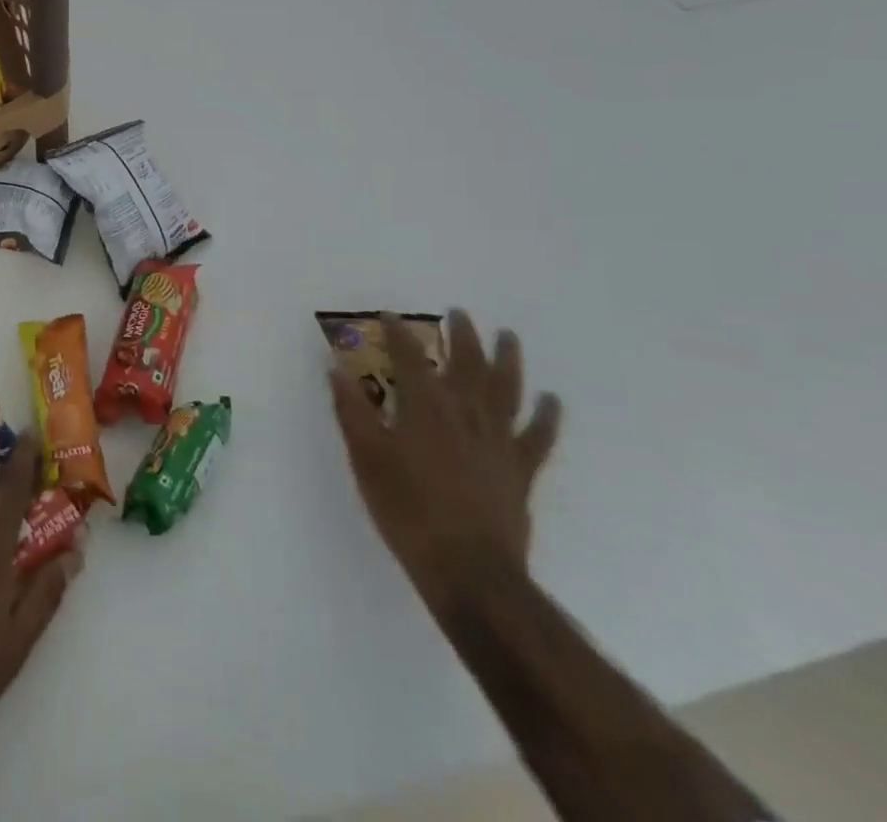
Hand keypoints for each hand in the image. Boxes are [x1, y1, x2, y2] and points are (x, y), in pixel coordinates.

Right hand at [329, 310, 561, 611]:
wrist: (469, 572)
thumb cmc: (408, 511)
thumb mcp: (366, 458)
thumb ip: (351, 410)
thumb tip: (335, 368)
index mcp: (424, 406)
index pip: (408, 356)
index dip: (398, 333)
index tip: (388, 316)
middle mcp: (465, 412)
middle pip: (466, 363)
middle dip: (460, 335)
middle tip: (458, 313)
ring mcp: (498, 439)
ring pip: (507, 388)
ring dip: (507, 359)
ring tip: (508, 336)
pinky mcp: (521, 469)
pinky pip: (538, 435)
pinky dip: (547, 416)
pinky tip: (551, 400)